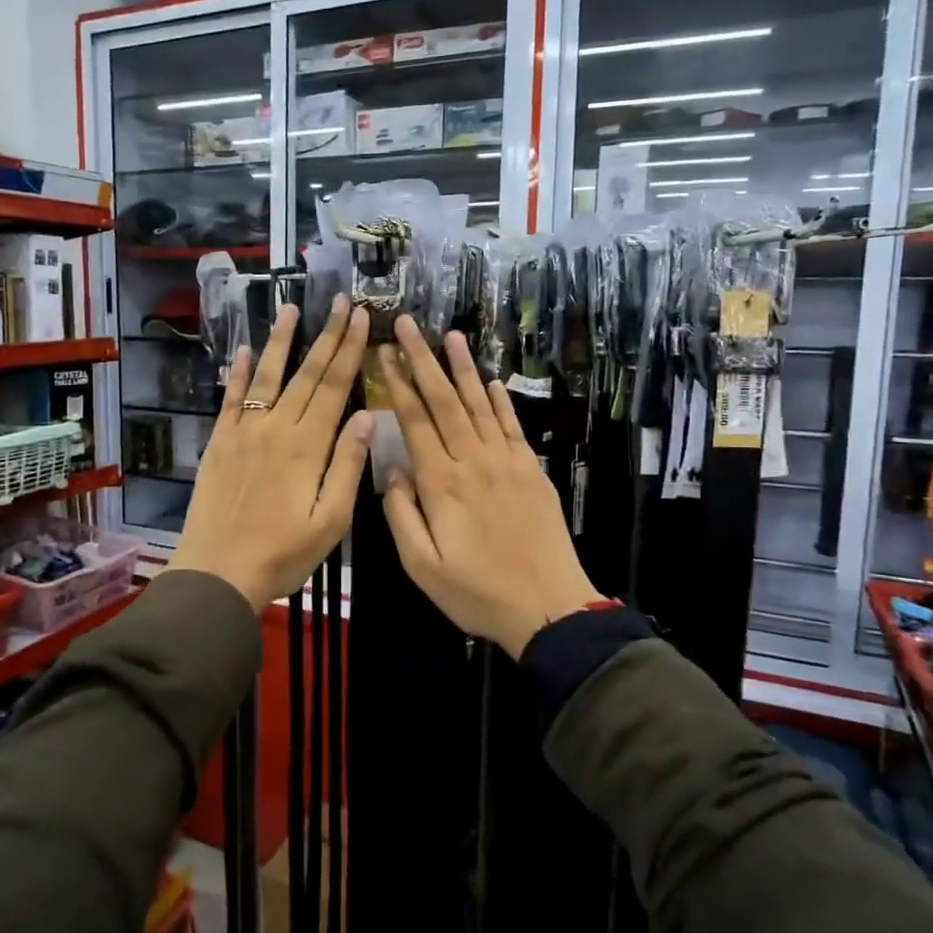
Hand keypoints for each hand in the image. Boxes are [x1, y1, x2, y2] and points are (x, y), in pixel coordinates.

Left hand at [167, 298, 372, 610]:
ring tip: (291, 309)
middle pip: (306, 374)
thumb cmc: (283, 554)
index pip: (334, 387)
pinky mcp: (220, 442)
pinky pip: (231, 399)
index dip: (350, 350)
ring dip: (281, 341)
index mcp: (307, 446)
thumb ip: (347, 466)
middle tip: (339, 301)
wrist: (218, 572)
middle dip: (326, 335)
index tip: (361, 319)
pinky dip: (240, 372)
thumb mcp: (330, 521)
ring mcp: (243, 432)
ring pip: (267, 377)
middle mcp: (275, 428)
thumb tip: (364, 416)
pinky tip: (246, 350)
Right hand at [377, 314, 603, 658]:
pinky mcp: (531, 471)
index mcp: (442, 483)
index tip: (384, 352)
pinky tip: (491, 379)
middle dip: (424, 359)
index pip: (415, 421)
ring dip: (463, 368)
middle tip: (408, 324)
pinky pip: (512, 426)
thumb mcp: (422, 565)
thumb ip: (402, 514)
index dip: (398, 383)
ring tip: (450, 335)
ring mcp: (507, 462)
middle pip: (445, 401)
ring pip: (480, 404)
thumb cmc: (477, 593)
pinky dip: (500, 400)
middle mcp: (474, 461)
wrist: (548, 607)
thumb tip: (394, 468)